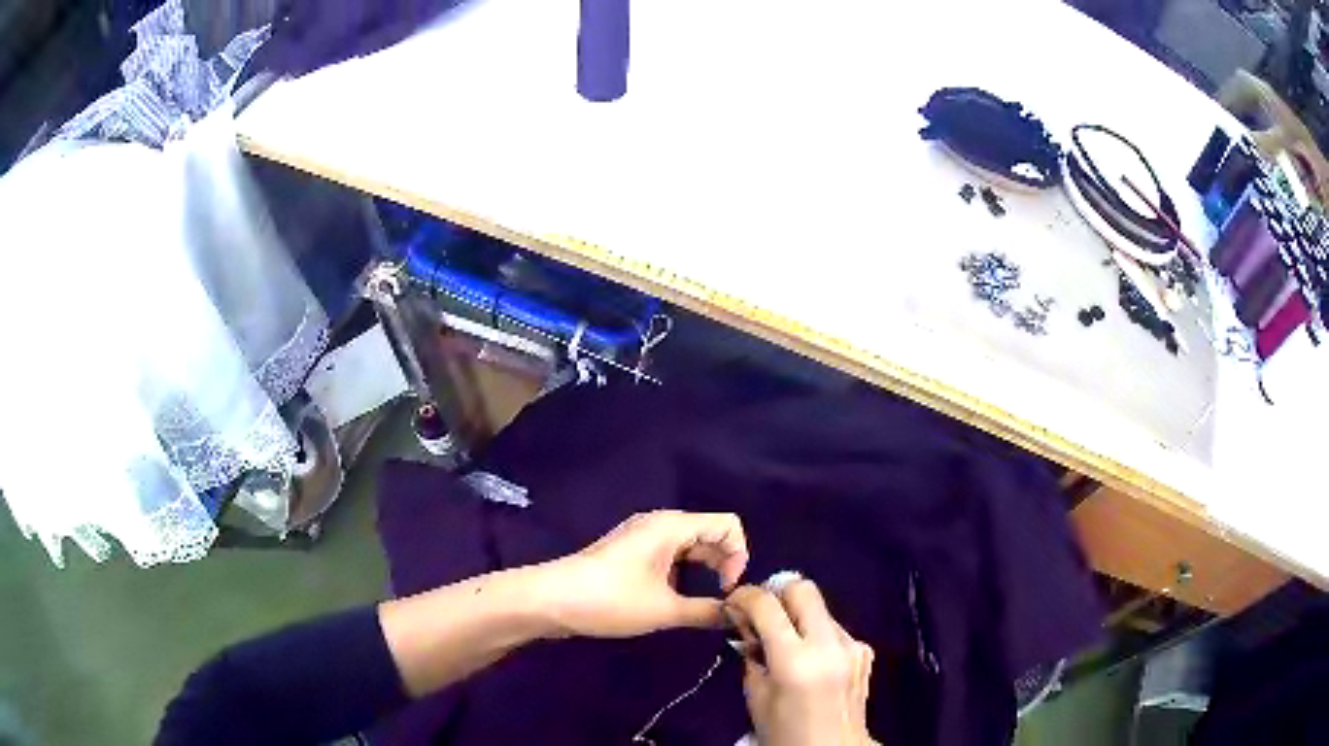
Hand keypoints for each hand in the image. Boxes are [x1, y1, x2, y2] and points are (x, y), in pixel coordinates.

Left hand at [540, 511, 749, 637]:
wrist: (551, 600)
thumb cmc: (611, 599)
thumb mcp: (664, 610)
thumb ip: (707, 611)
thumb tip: (736, 615)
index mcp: (672, 526)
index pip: (728, 525)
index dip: (738, 555)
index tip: (727, 588)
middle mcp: (659, 523)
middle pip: (709, 533)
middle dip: (723, 564)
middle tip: (720, 598)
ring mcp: (641, 536)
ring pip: (689, 546)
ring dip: (702, 571)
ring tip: (699, 603)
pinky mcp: (629, 552)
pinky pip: (669, 555)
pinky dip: (682, 573)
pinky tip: (673, 599)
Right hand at [725, 581, 875, 745]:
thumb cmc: (785, 732)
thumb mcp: (756, 696)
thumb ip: (751, 654)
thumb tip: (747, 625)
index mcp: (795, 661)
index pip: (768, 605)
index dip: (745, 596)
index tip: (733, 602)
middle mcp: (829, 645)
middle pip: (803, 589)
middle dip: (777, 594)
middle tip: (761, 615)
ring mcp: (852, 645)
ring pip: (821, 608)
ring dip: (798, 616)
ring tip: (784, 643)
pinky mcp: (864, 651)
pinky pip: (834, 628)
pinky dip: (816, 634)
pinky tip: (809, 659)